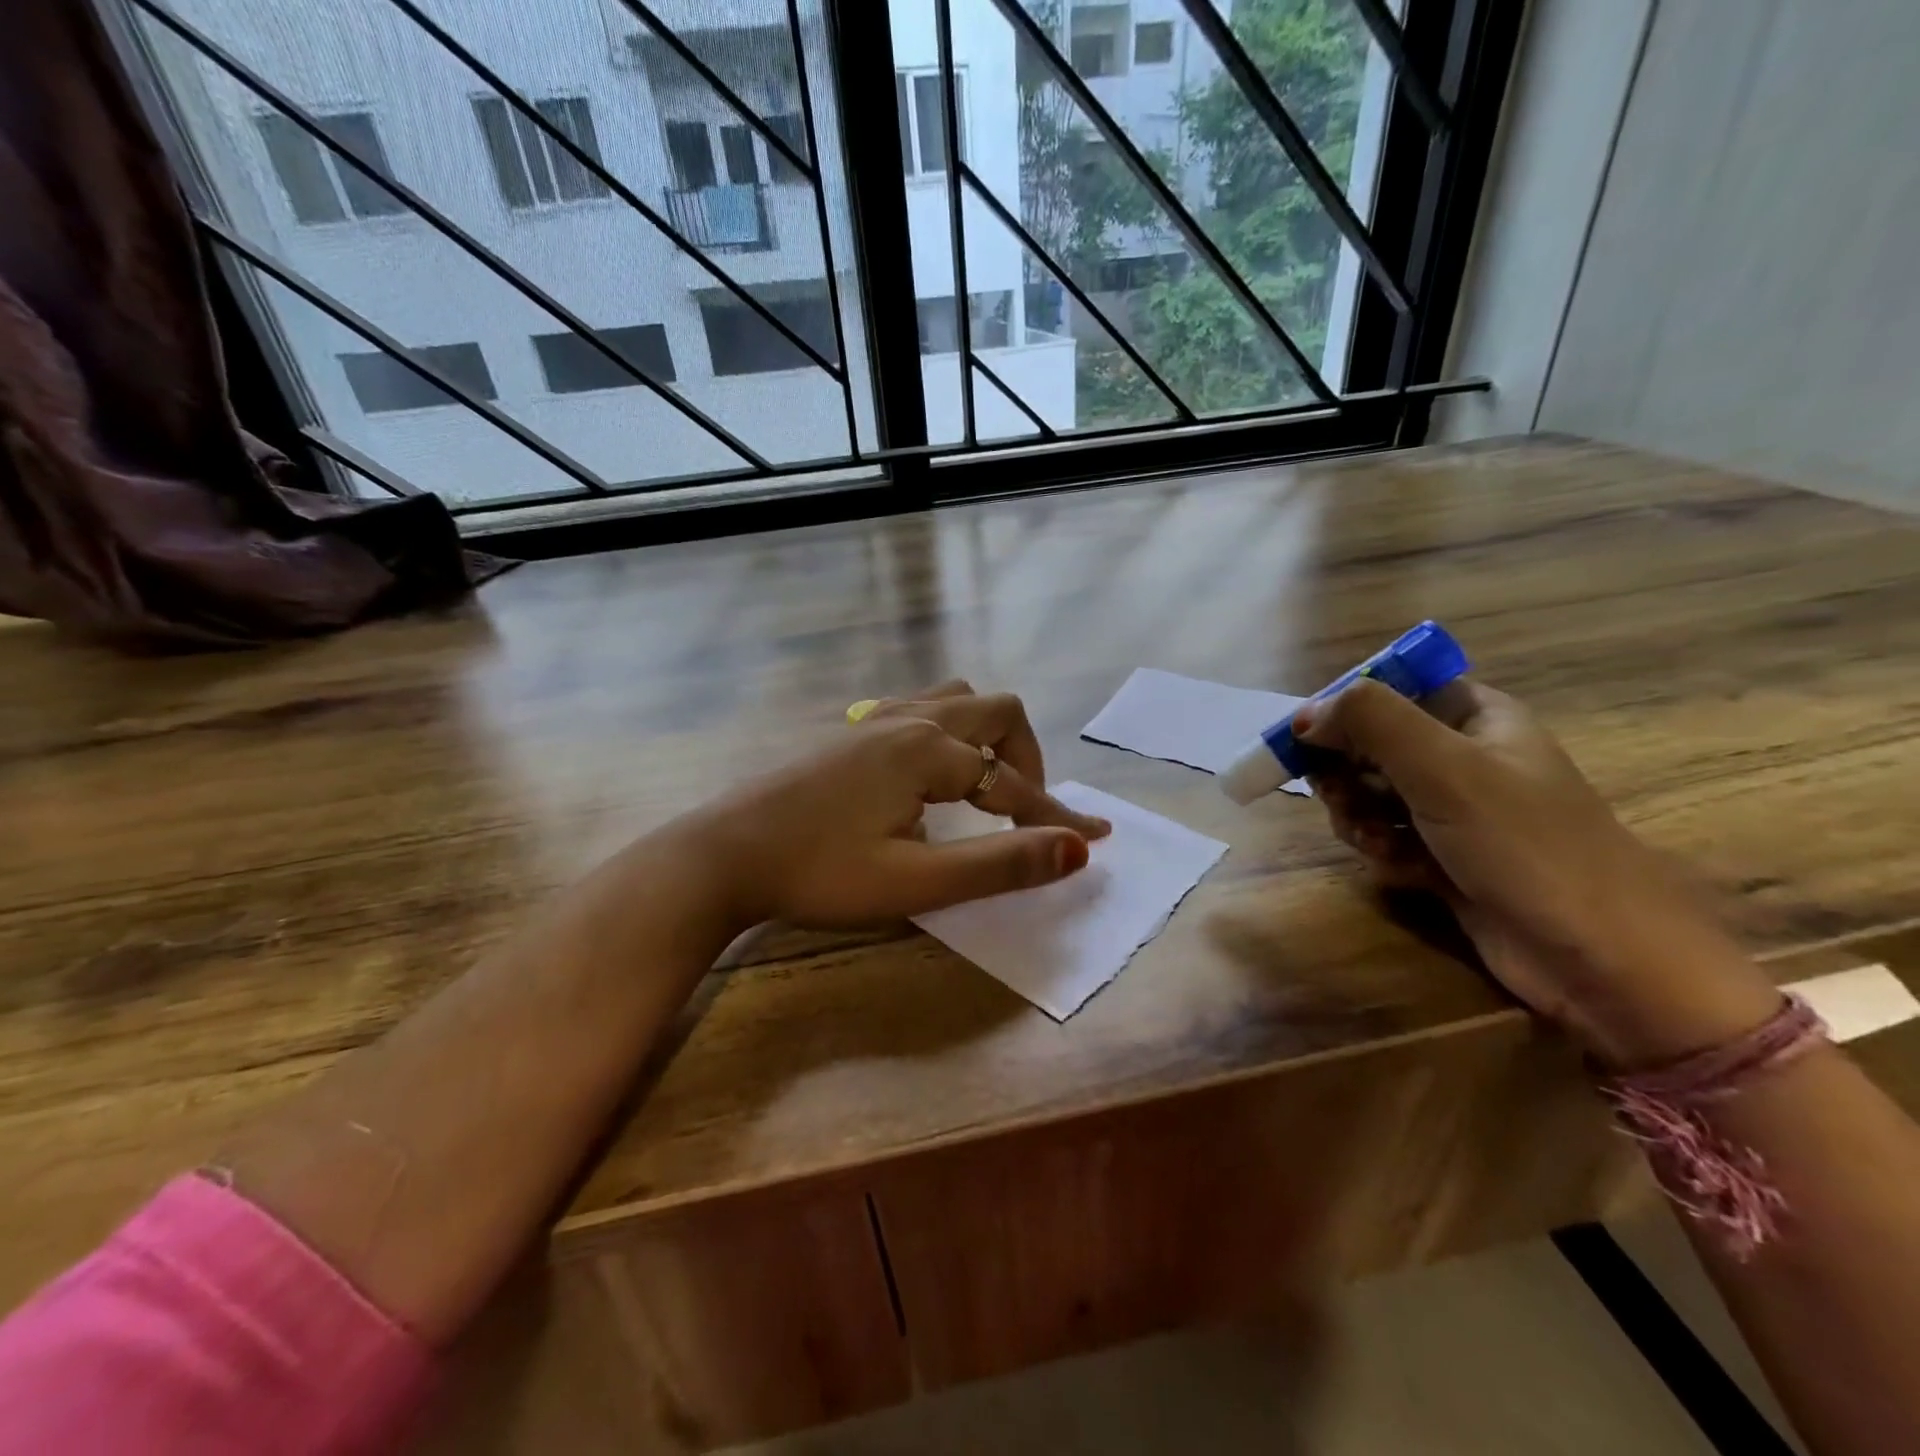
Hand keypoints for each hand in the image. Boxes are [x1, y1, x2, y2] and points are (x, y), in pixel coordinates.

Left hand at [680, 693, 1108, 930]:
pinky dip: (951, 733)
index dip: (1055, 817)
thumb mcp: (914, 882)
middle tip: (1025, 812)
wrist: (724, 853)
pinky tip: (930, 771)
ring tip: (985, 786)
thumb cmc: (818, 872)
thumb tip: (1075, 850)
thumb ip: (998, 865)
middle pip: (996, 712)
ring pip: (956, 700)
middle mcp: (908, 719)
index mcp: (929, 751)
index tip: (1095, 840)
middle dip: (1027, 760)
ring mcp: (874, 719)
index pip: (1013, 783)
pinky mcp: (850, 731)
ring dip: (988, 736)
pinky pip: (920, 707)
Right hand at [1298, 678, 1780, 1066]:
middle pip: (1370, 743)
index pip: (1391, 688)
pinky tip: (1396, 867)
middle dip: (1346, 771)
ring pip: (1370, 792)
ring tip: (1374, 839)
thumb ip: (1371, 722)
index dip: (1344, 708)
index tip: (1307, 738)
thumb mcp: (1445, 768)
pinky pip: (1386, 835)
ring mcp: (1453, 809)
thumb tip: (1304, 715)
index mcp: (1475, 716)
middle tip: (1336, 794)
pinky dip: (1379, 847)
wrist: (1599, 957)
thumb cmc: (1525, 844)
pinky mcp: (1443, 856)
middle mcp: (1462, 755)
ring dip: (1358, 814)